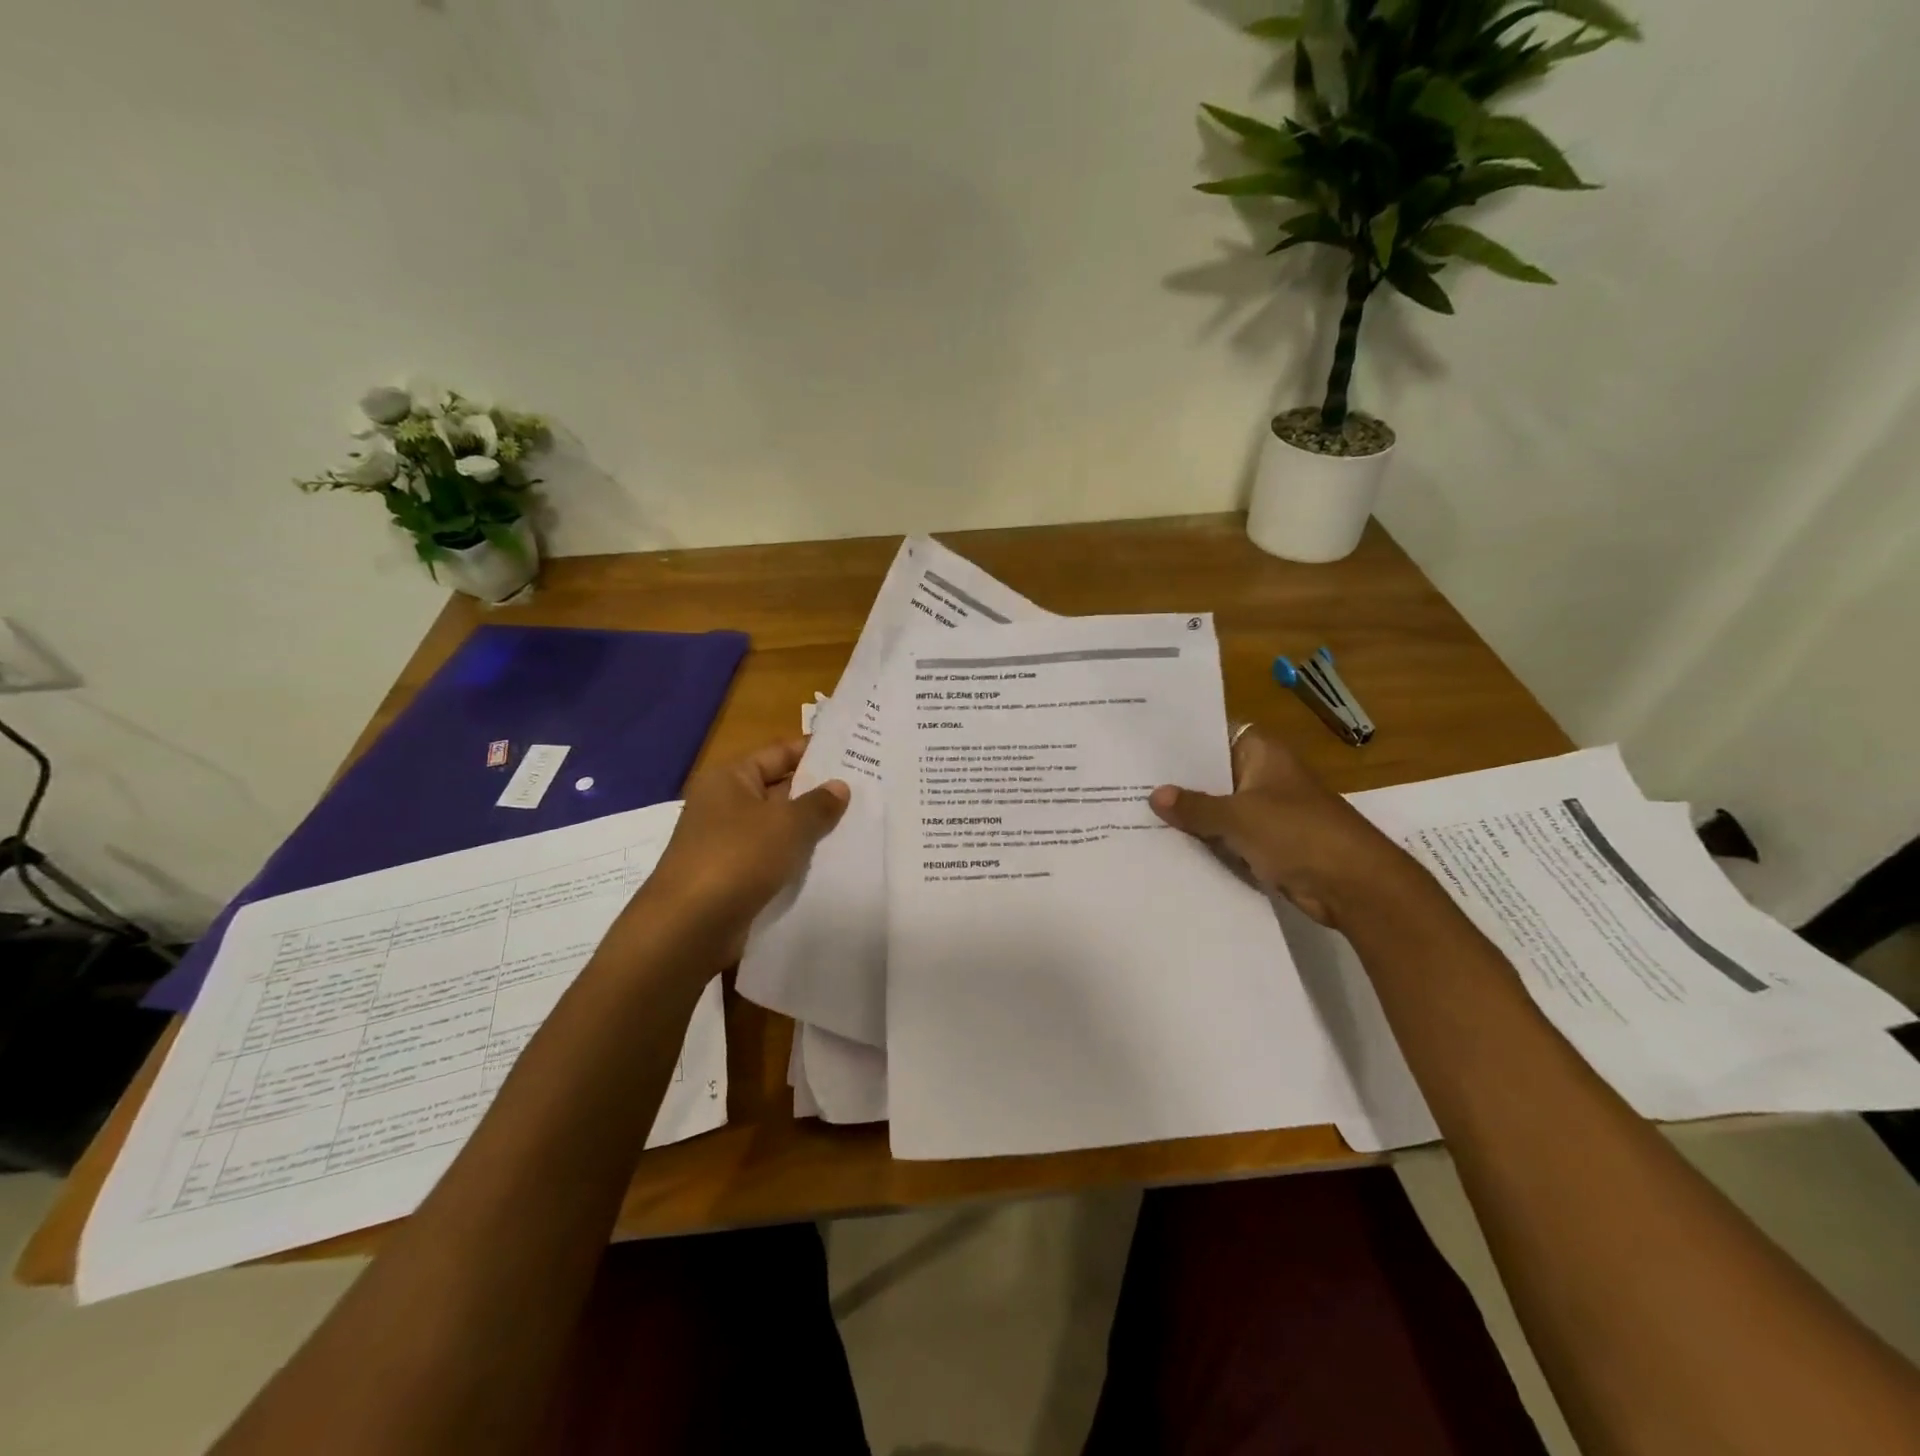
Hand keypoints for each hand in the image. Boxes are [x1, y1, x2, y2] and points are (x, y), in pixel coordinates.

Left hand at [635, 739, 849, 960]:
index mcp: (730, 779)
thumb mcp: (787, 824)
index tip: (853, 753)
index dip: (814, 752)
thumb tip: (840, 786)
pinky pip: (774, 860)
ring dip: (812, 830)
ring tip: (860, 825)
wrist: (689, 927)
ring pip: (779, 829)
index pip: (778, 753)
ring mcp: (728, 844)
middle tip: (867, 790)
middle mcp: (725, 805)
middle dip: (819, 792)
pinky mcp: (734, 878)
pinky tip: (834, 863)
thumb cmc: (737, 858)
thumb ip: (818, 804)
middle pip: (780, 790)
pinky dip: (798, 860)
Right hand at [1149, 726, 1425, 928]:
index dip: (1181, 741)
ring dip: (1190, 816)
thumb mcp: (1238, 817)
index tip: (1143, 745)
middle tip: (1127, 780)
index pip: (1213, 735)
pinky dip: (1206, 841)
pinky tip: (1166, 845)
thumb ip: (1195, 807)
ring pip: (1218, 808)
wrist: (1355, 886)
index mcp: (1262, 754)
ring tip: (1136, 812)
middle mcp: (1263, 776)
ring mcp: (1266, 811)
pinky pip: (1228, 837)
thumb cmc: (1298, 834)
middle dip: (1178, 782)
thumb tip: (1156, 795)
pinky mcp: (1268, 844)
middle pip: (1212, 774)